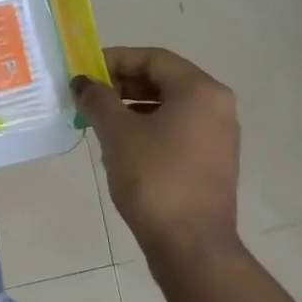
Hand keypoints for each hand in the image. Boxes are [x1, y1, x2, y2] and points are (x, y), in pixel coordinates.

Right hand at [73, 46, 242, 258]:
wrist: (190, 243)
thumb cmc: (154, 180)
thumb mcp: (118, 134)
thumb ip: (98, 100)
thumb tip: (83, 83)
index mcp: (200, 90)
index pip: (153, 58)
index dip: (114, 59)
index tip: (83, 72)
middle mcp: (217, 105)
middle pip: (163, 79)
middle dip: (122, 84)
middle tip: (87, 97)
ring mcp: (218, 134)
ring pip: (169, 105)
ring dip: (132, 106)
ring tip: (98, 120)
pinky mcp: (212, 160)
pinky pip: (177, 128)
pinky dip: (148, 126)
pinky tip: (120, 144)